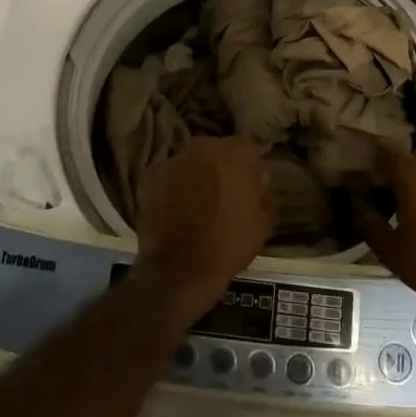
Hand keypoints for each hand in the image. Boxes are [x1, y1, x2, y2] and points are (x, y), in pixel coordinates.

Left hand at [136, 136, 273, 314]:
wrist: (180, 270)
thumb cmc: (229, 244)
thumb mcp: (263, 223)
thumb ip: (264, 194)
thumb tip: (260, 181)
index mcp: (235, 152)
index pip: (246, 149)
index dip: (247, 168)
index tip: (248, 186)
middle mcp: (204, 146)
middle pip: (215, 151)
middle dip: (219, 168)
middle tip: (222, 194)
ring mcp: (174, 159)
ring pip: (190, 162)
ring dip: (194, 176)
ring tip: (196, 204)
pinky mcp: (150, 176)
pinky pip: (167, 177)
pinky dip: (171, 188)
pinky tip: (174, 210)